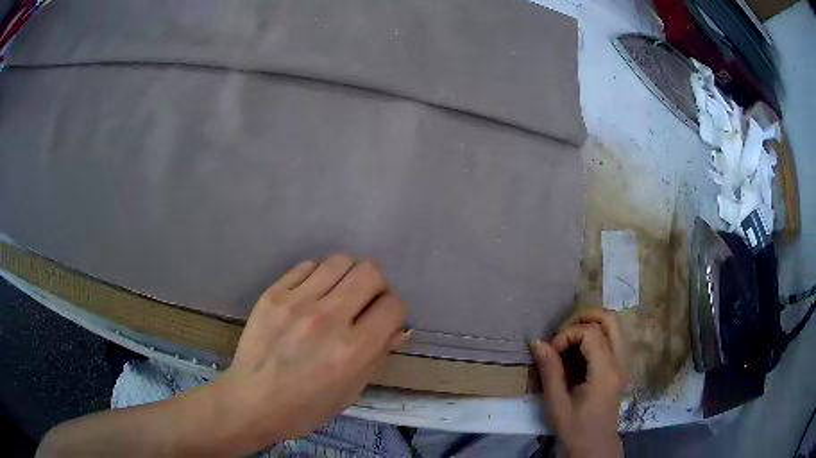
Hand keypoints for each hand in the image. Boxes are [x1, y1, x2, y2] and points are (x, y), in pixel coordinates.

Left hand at [215, 254, 407, 452]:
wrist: (252, 401)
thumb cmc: (306, 407)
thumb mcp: (352, 391)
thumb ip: (379, 355)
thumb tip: (400, 327)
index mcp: (353, 350)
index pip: (393, 306)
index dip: (394, 311)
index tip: (384, 320)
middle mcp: (328, 319)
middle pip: (370, 272)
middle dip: (376, 286)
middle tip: (364, 303)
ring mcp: (297, 302)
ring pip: (340, 262)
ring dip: (348, 276)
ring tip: (338, 295)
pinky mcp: (273, 294)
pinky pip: (307, 266)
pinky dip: (318, 277)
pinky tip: (311, 296)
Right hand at [532, 309, 624, 457]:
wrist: (594, 446)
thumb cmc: (575, 428)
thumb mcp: (556, 403)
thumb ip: (549, 370)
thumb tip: (537, 341)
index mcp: (605, 371)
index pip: (591, 333)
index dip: (567, 334)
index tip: (551, 351)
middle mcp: (619, 362)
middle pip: (610, 319)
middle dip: (584, 317)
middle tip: (562, 332)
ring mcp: (623, 363)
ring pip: (614, 325)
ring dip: (591, 323)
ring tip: (569, 338)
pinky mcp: (619, 367)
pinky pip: (613, 338)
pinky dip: (596, 334)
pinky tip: (579, 350)